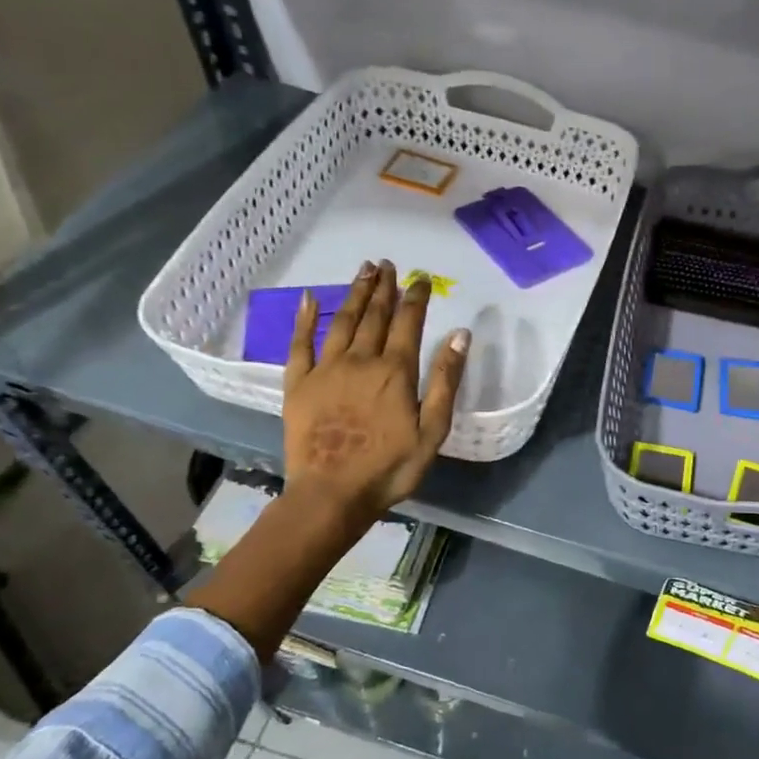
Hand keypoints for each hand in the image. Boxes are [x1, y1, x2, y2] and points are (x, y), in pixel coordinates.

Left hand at [282, 259, 468, 523]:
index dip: (416, 298)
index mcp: (395, 371)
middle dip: (383, 287)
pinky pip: (300, 344)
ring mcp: (325, 370)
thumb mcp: (433, 430)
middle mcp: (360, 360)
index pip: (408, 323)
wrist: (332, 494)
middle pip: (373, 315)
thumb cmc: (390, 467)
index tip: (421, 278)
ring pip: (341, 321)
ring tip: (363, 271)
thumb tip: (461, 334)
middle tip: (387, 264)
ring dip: (354, 294)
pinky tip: (309, 299)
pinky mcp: (298, 384)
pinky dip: (304, 319)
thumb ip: (445, 380)